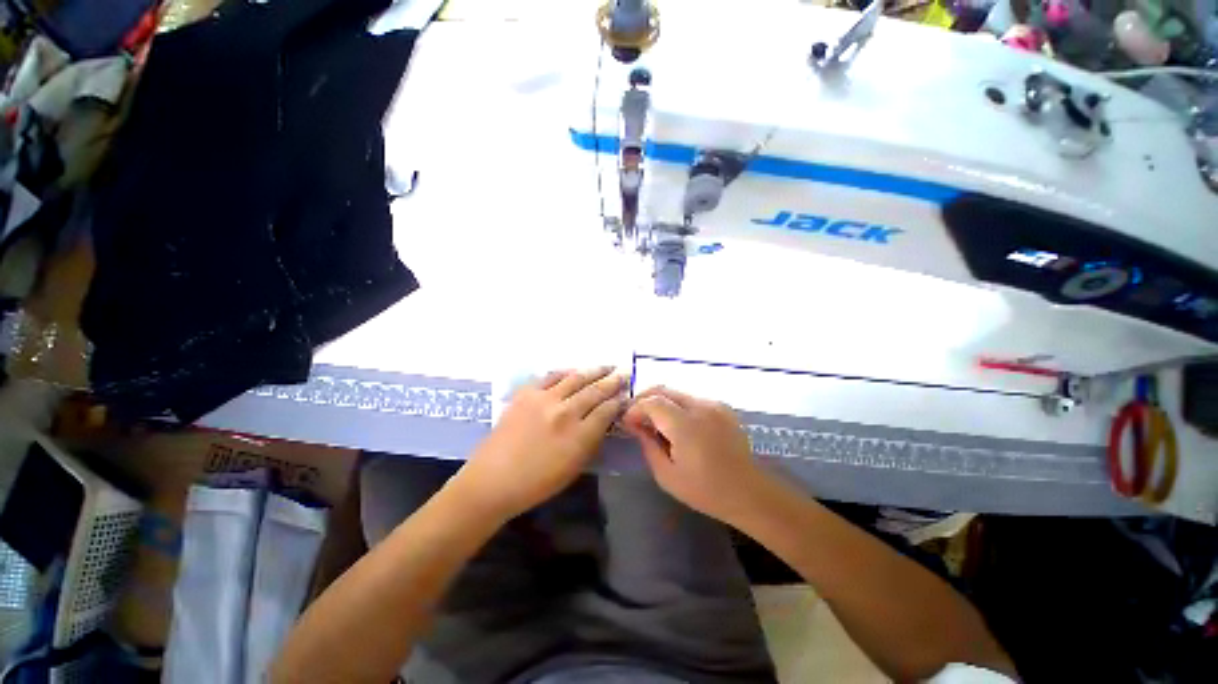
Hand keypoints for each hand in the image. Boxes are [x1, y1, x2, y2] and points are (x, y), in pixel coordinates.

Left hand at [454, 367, 625, 519]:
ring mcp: (544, 400)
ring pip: (576, 378)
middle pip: (595, 391)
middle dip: (612, 381)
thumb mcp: (574, 467)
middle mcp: (565, 413)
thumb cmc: (537, 483)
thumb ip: (592, 440)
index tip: (626, 395)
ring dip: (594, 371)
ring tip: (606, 366)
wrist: (493, 479)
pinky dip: (566, 372)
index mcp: (579, 436)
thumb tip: (605, 420)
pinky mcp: (526, 394)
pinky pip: (551, 376)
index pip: (607, 411)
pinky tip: (574, 371)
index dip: (619, 401)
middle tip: (624, 373)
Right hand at [622, 387, 774, 524]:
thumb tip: (635, 425)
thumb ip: (648, 445)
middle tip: (636, 417)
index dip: (635, 408)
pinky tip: (676, 424)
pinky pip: (691, 399)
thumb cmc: (705, 490)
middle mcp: (700, 407)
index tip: (628, 423)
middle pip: (663, 390)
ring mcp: (713, 405)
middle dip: (644, 399)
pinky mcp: (722, 407)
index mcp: (685, 425)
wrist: (749, 492)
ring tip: (654, 422)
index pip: (652, 402)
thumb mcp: (667, 475)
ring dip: (661, 402)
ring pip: (677, 393)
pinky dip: (677, 405)